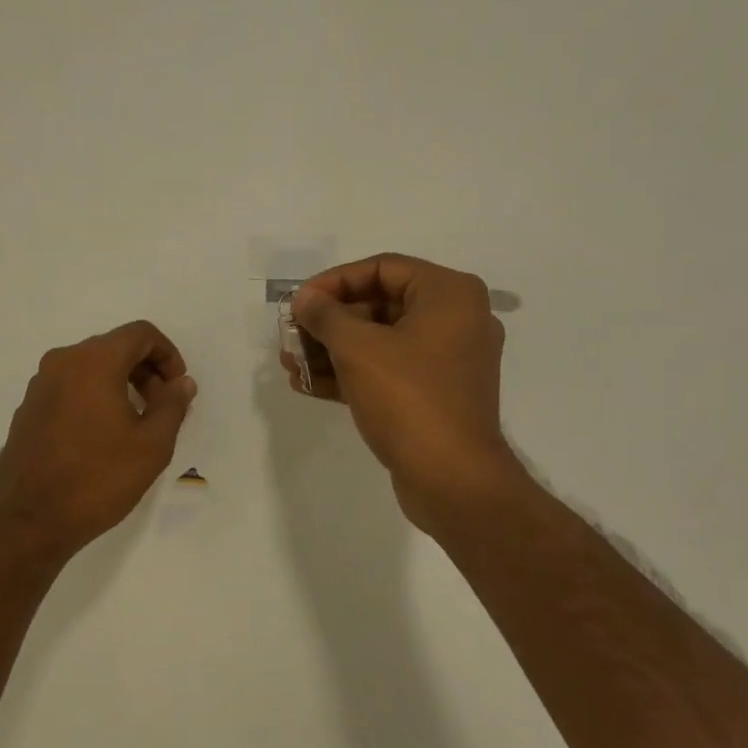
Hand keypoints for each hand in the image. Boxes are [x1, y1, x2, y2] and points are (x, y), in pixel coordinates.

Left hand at [0, 320, 197, 555]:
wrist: (31, 521)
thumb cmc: (99, 478)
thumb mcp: (152, 445)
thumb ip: (173, 405)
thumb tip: (181, 383)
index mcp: (94, 361)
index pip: (140, 334)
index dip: (168, 354)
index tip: (177, 388)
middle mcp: (62, 362)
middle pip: (114, 347)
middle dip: (145, 370)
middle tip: (162, 407)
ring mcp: (40, 385)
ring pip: (90, 367)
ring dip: (119, 383)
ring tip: (135, 423)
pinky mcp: (28, 409)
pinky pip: (70, 387)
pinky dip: (93, 397)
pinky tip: (102, 436)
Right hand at [284, 254, 519, 532]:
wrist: (452, 480)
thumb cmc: (408, 399)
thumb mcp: (358, 349)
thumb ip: (326, 316)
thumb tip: (305, 299)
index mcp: (449, 294)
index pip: (382, 268)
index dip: (334, 281)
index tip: (299, 303)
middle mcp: (456, 319)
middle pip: (380, 304)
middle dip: (329, 323)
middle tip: (291, 336)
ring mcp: (448, 360)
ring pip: (380, 341)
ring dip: (333, 350)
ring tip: (292, 364)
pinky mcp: (436, 394)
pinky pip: (389, 371)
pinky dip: (352, 374)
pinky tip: (310, 385)